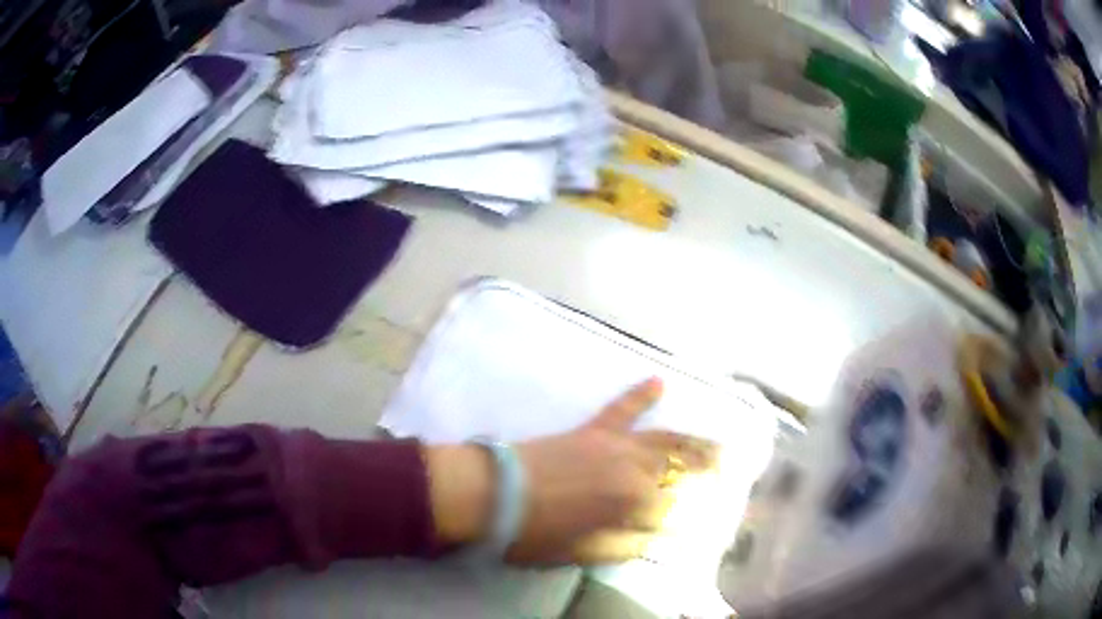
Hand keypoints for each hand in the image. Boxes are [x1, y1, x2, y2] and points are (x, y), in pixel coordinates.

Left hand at [511, 378, 713, 563]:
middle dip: (707, 470)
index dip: (688, 517)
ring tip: (718, 442)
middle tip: (730, 470)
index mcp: (632, 503)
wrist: (493, 494)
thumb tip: (653, 541)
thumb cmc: (536, 531)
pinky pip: (620, 409)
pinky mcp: (592, 431)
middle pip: (679, 468)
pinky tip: (658, 381)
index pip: (673, 508)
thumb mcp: (582, 552)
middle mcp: (633, 469)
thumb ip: (624, 546)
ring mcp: (613, 445)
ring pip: (664, 439)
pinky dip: (639, 395)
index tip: (703, 521)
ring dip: (694, 441)